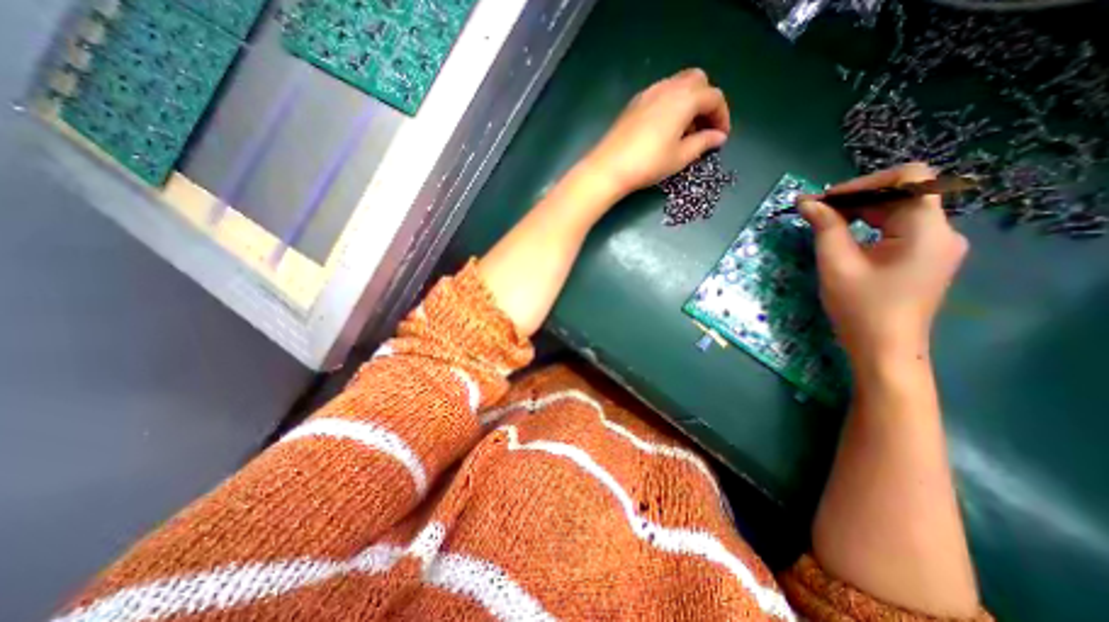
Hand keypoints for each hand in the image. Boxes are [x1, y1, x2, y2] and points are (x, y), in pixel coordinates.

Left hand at [583, 68, 735, 198]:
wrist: (609, 167)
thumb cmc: (648, 164)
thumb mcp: (680, 157)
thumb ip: (703, 143)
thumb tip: (718, 137)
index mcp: (684, 98)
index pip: (714, 97)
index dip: (722, 116)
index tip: (720, 137)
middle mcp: (668, 88)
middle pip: (697, 82)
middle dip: (706, 102)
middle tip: (703, 128)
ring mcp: (648, 93)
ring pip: (677, 85)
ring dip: (688, 102)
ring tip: (684, 131)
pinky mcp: (634, 103)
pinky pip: (660, 94)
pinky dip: (670, 104)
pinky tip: (665, 128)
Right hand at [797, 165, 971, 366]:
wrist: (884, 349)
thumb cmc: (859, 308)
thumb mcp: (836, 264)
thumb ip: (824, 227)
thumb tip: (806, 201)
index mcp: (927, 230)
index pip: (909, 178)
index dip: (864, 182)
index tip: (826, 200)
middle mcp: (941, 231)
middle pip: (902, 193)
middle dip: (856, 197)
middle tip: (814, 212)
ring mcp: (935, 245)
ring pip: (897, 210)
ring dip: (859, 211)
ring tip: (823, 223)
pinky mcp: (923, 257)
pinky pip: (897, 228)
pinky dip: (868, 225)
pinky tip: (843, 236)